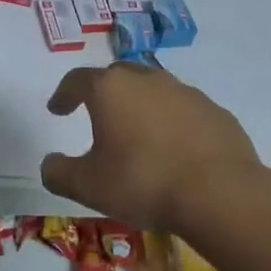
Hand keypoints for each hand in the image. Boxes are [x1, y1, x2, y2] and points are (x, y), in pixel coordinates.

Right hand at [41, 63, 260, 234]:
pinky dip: (172, 123)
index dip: (64, 94)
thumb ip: (58, 172)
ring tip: (137, 134)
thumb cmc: (143, 182)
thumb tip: (50, 164)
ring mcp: (187, 93)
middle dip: (104, 93)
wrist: (220, 193)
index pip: (77, 80)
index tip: (57, 109)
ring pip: (155, 91)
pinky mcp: (216, 112)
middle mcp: (148, 80)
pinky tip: (174, 150)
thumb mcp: (87, 186)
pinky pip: (185, 111)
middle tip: (97, 115)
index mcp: (111, 90)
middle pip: (118, 77)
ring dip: (141, 106)